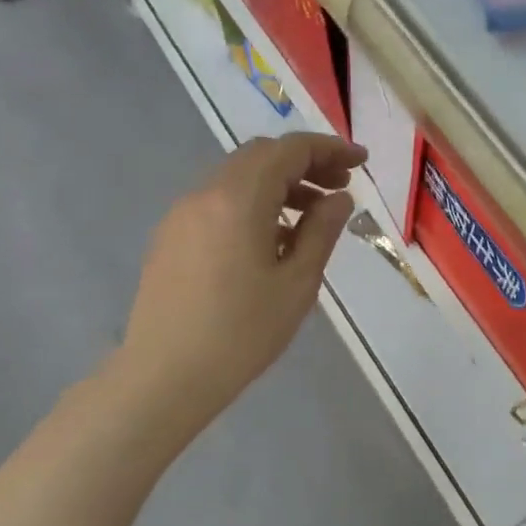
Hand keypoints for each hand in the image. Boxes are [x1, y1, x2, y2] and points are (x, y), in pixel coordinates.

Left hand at [119, 132, 365, 422]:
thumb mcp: (297, 283)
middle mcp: (205, 194)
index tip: (361, 163)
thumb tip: (339, 198)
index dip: (330, 148)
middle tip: (340, 188)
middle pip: (261, 157)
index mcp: (238, 199)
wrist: (165, 376)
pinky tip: (271, 241)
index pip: (289, 150)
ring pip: (237, 179)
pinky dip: (252, 205)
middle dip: (305, 164)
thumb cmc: (241, 333)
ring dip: (278, 186)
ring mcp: (182, 215)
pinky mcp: (170, 238)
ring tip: (312, 219)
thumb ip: (322, 231)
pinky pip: (218, 203)